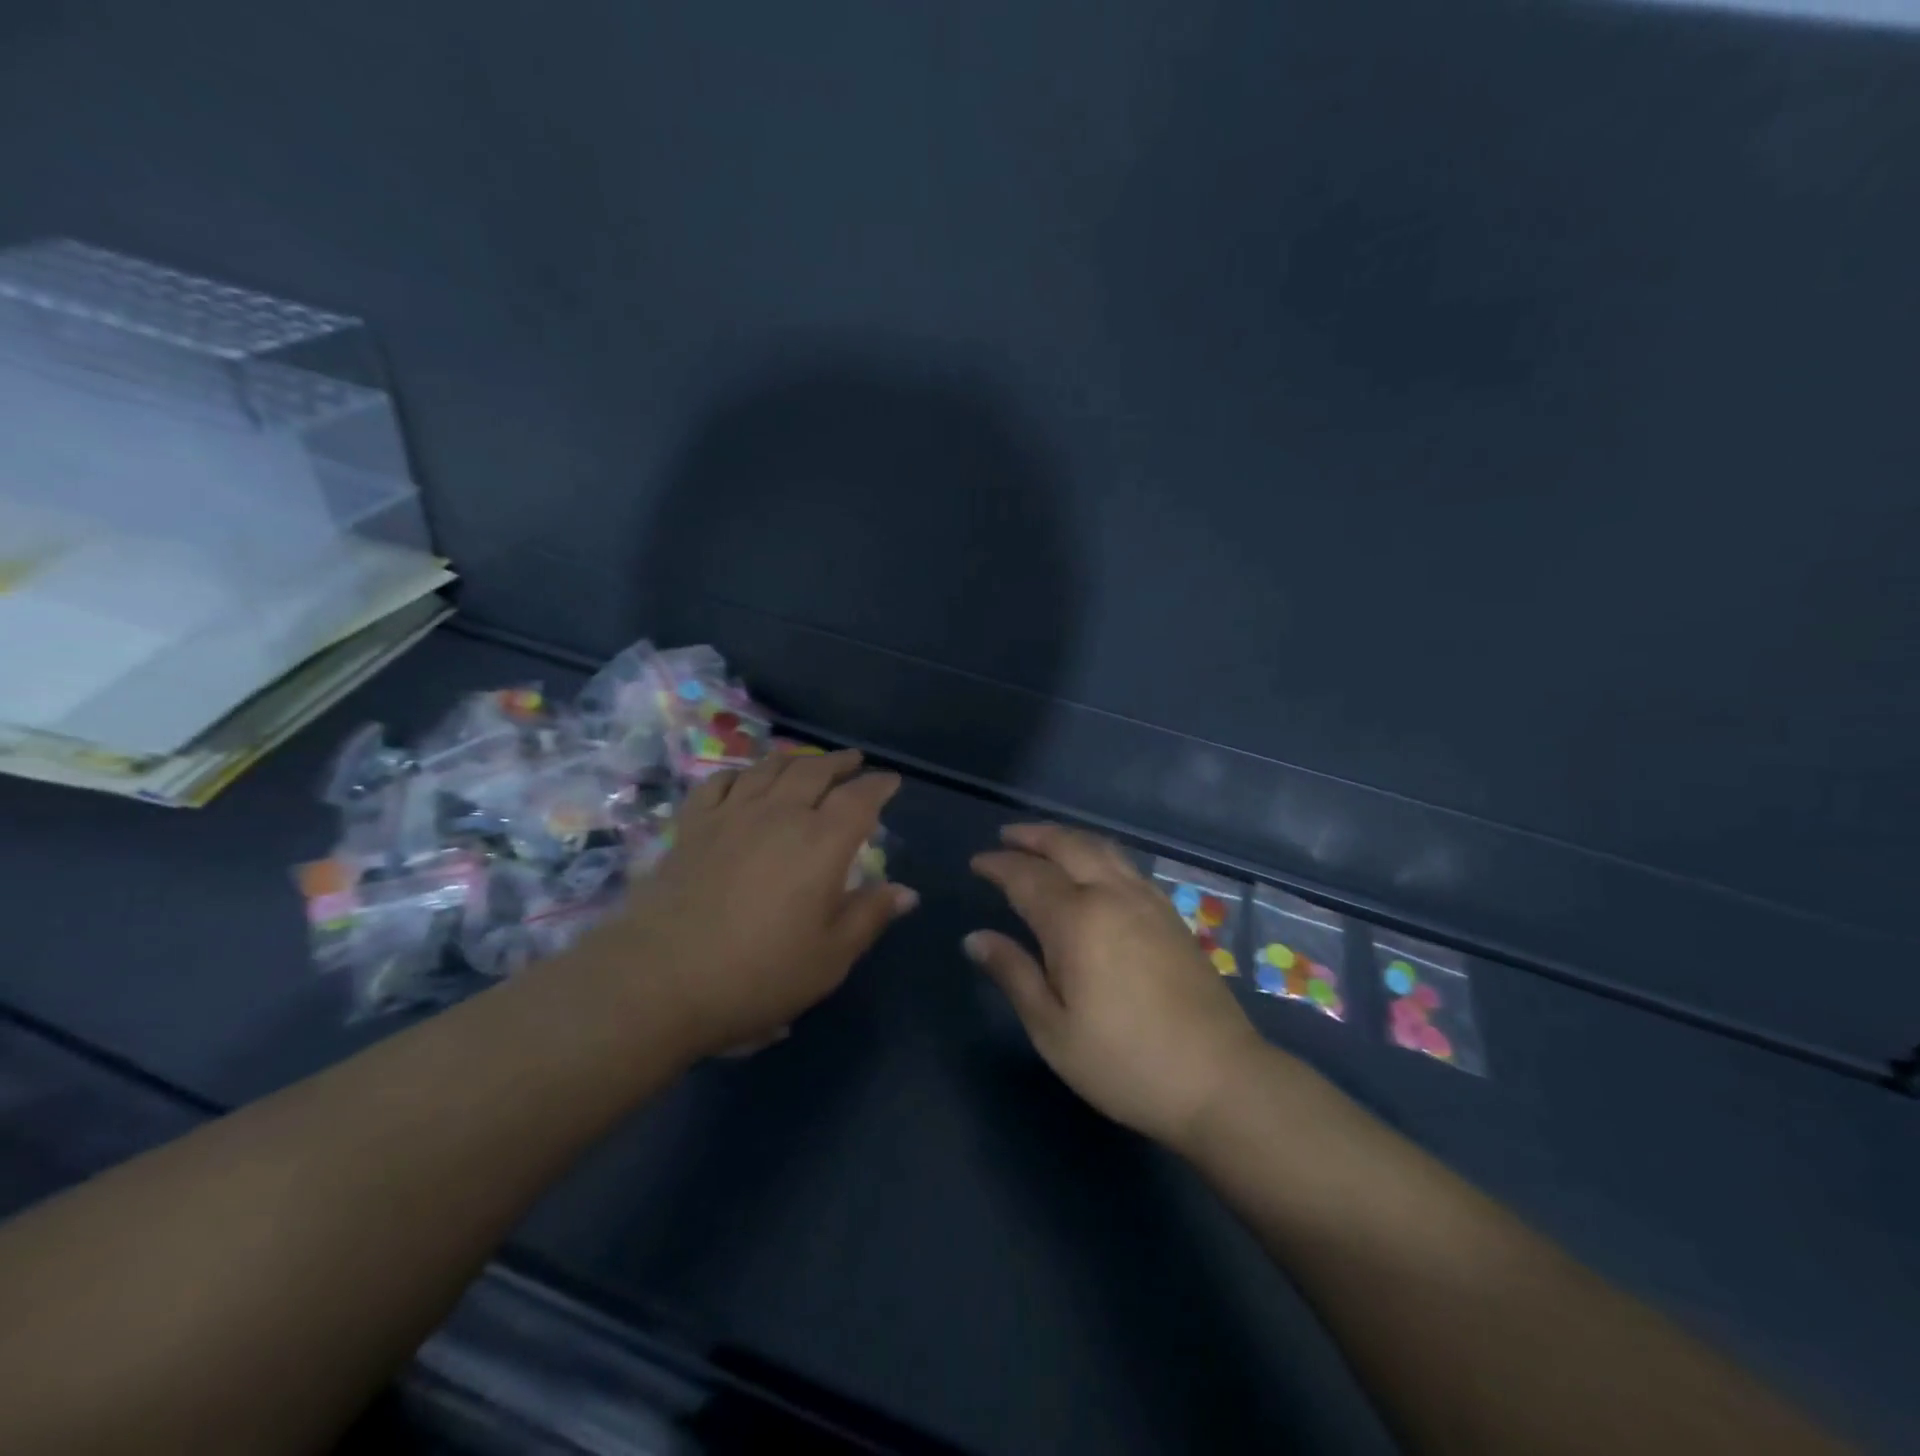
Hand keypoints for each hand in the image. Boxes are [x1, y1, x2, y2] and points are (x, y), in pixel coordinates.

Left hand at [575, 749, 916, 1059]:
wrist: (661, 979)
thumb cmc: (758, 974)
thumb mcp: (829, 957)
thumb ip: (869, 916)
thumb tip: (906, 891)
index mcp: (822, 843)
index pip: (859, 799)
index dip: (879, 785)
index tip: (891, 781)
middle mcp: (780, 815)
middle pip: (815, 772)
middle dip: (840, 763)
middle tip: (854, 761)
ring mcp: (731, 816)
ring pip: (769, 768)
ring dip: (795, 759)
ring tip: (807, 760)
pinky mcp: (692, 827)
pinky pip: (719, 783)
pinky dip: (740, 774)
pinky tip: (744, 779)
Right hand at [968, 825, 1268, 1148]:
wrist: (1219, 1079)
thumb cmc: (1123, 1062)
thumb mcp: (1053, 1029)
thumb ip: (1014, 974)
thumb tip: (976, 938)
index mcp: (1076, 920)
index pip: (1026, 876)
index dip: (998, 865)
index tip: (977, 863)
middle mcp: (1112, 895)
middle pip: (1068, 846)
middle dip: (1033, 836)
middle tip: (1006, 836)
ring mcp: (1147, 901)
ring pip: (1101, 849)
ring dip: (1067, 839)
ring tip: (1044, 843)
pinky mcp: (1171, 915)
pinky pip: (1125, 865)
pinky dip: (1097, 854)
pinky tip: (1093, 871)